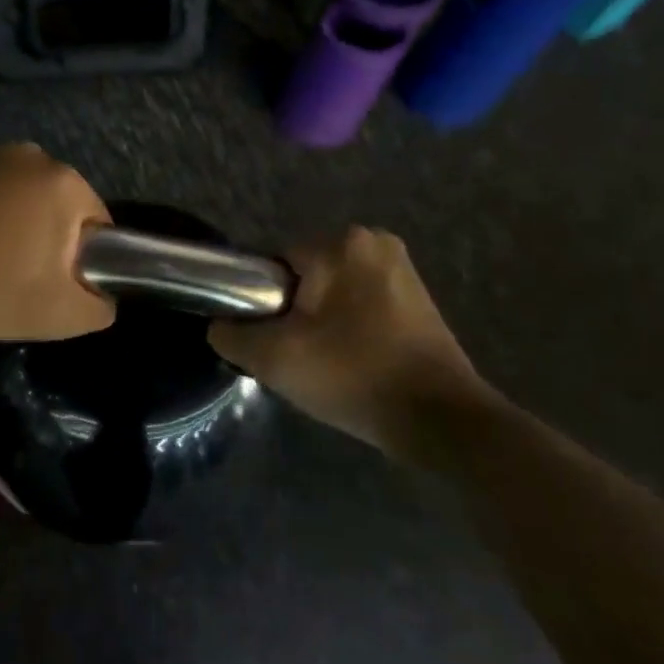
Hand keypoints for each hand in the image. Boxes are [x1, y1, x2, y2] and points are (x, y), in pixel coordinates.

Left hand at [0, 143, 116, 340]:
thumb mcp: (61, 315)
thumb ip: (100, 306)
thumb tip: (103, 297)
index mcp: (63, 180)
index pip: (97, 223)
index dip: (85, 261)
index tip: (57, 288)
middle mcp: (29, 155)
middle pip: (58, 207)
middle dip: (49, 242)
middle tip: (22, 282)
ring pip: (21, 200)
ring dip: (15, 228)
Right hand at [209, 227, 494, 461]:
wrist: (442, 421)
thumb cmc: (354, 376)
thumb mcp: (274, 359)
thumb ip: (231, 335)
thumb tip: (221, 327)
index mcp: (341, 243)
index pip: (274, 264)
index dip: (263, 303)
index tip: (272, 340)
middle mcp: (375, 241)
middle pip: (304, 277)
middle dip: (293, 312)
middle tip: (297, 355)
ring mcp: (402, 269)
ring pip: (332, 292)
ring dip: (321, 321)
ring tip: (325, 363)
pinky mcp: (419, 298)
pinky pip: (361, 304)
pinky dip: (349, 328)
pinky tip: (353, 362)